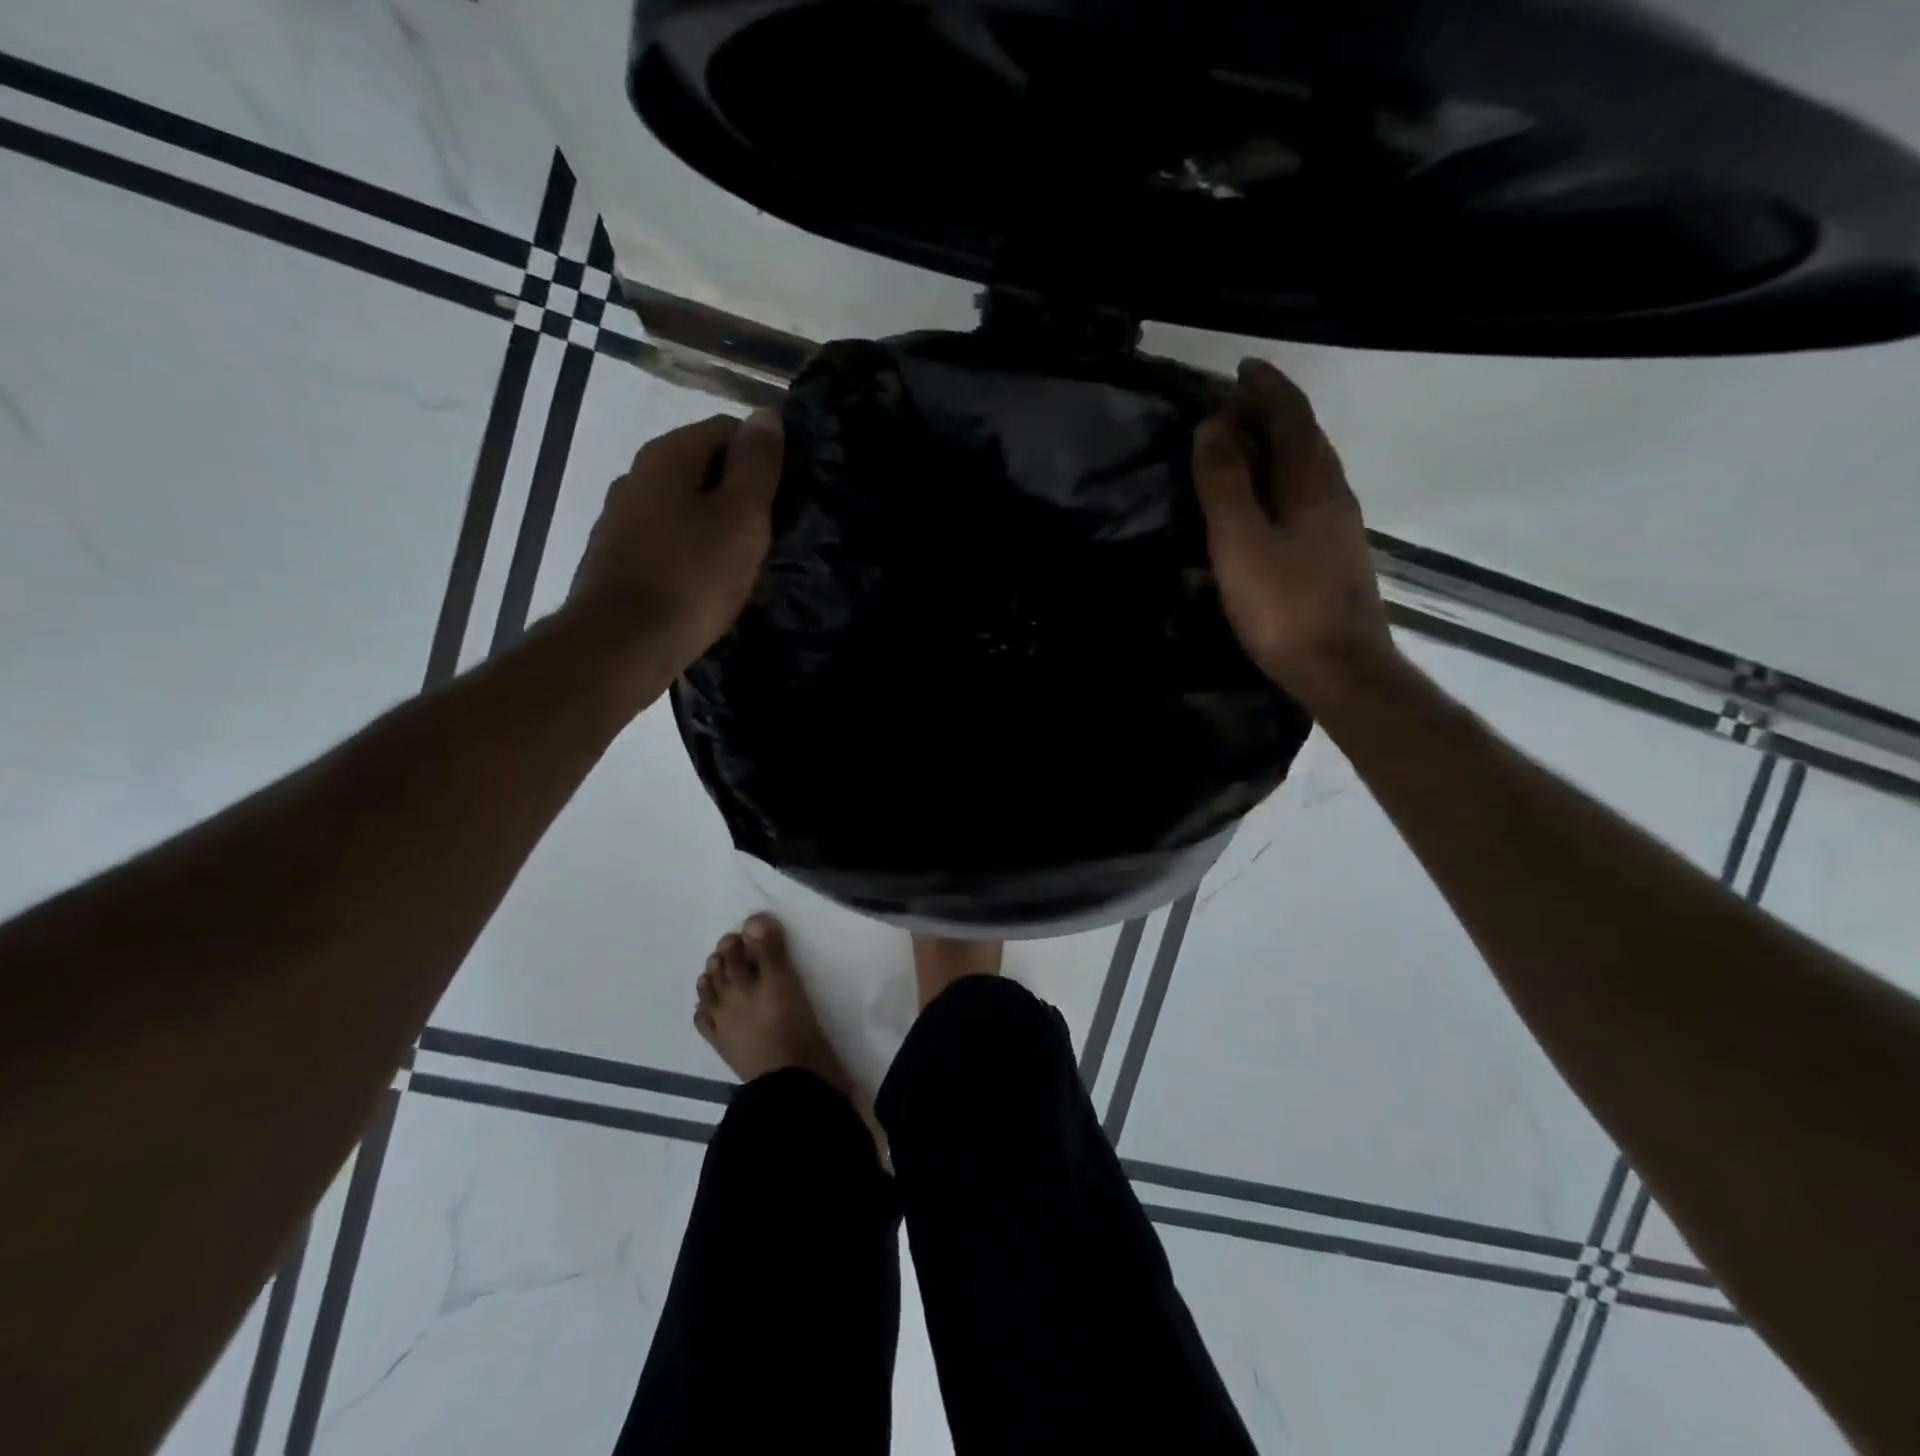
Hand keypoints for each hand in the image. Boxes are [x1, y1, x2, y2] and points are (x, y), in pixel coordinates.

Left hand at [567, 409, 783, 672]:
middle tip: (769, 532)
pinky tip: (706, 582)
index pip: (726, 428)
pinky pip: (666, 539)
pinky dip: (690, 550)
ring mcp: (620, 518)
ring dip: (714, 523)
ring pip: (682, 505)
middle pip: (701, 466)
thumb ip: (757, 464)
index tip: (784, 495)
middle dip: (738, 491)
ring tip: (742, 560)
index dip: (762, 455)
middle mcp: (637, 475)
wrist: (623, 643)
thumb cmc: (693, 575)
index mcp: (668, 455)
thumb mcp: (742, 516)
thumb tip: (765, 415)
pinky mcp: (616, 558)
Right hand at [1192, 358, 1395, 711]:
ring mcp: (1337, 528)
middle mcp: (1333, 495)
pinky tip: (1256, 507)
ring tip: (1236, 450)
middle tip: (1228, 407)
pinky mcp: (1330, 558)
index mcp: (1314, 482)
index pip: (1293, 416)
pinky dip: (1275, 486)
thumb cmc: (1284, 605)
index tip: (1238, 370)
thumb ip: (1225, 483)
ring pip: (1304, 472)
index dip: (1266, 389)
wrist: (1340, 670)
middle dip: (1269, 415)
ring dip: (1273, 451)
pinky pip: (1301, 502)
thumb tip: (1213, 425)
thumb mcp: (1241, 541)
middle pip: (1304, 439)